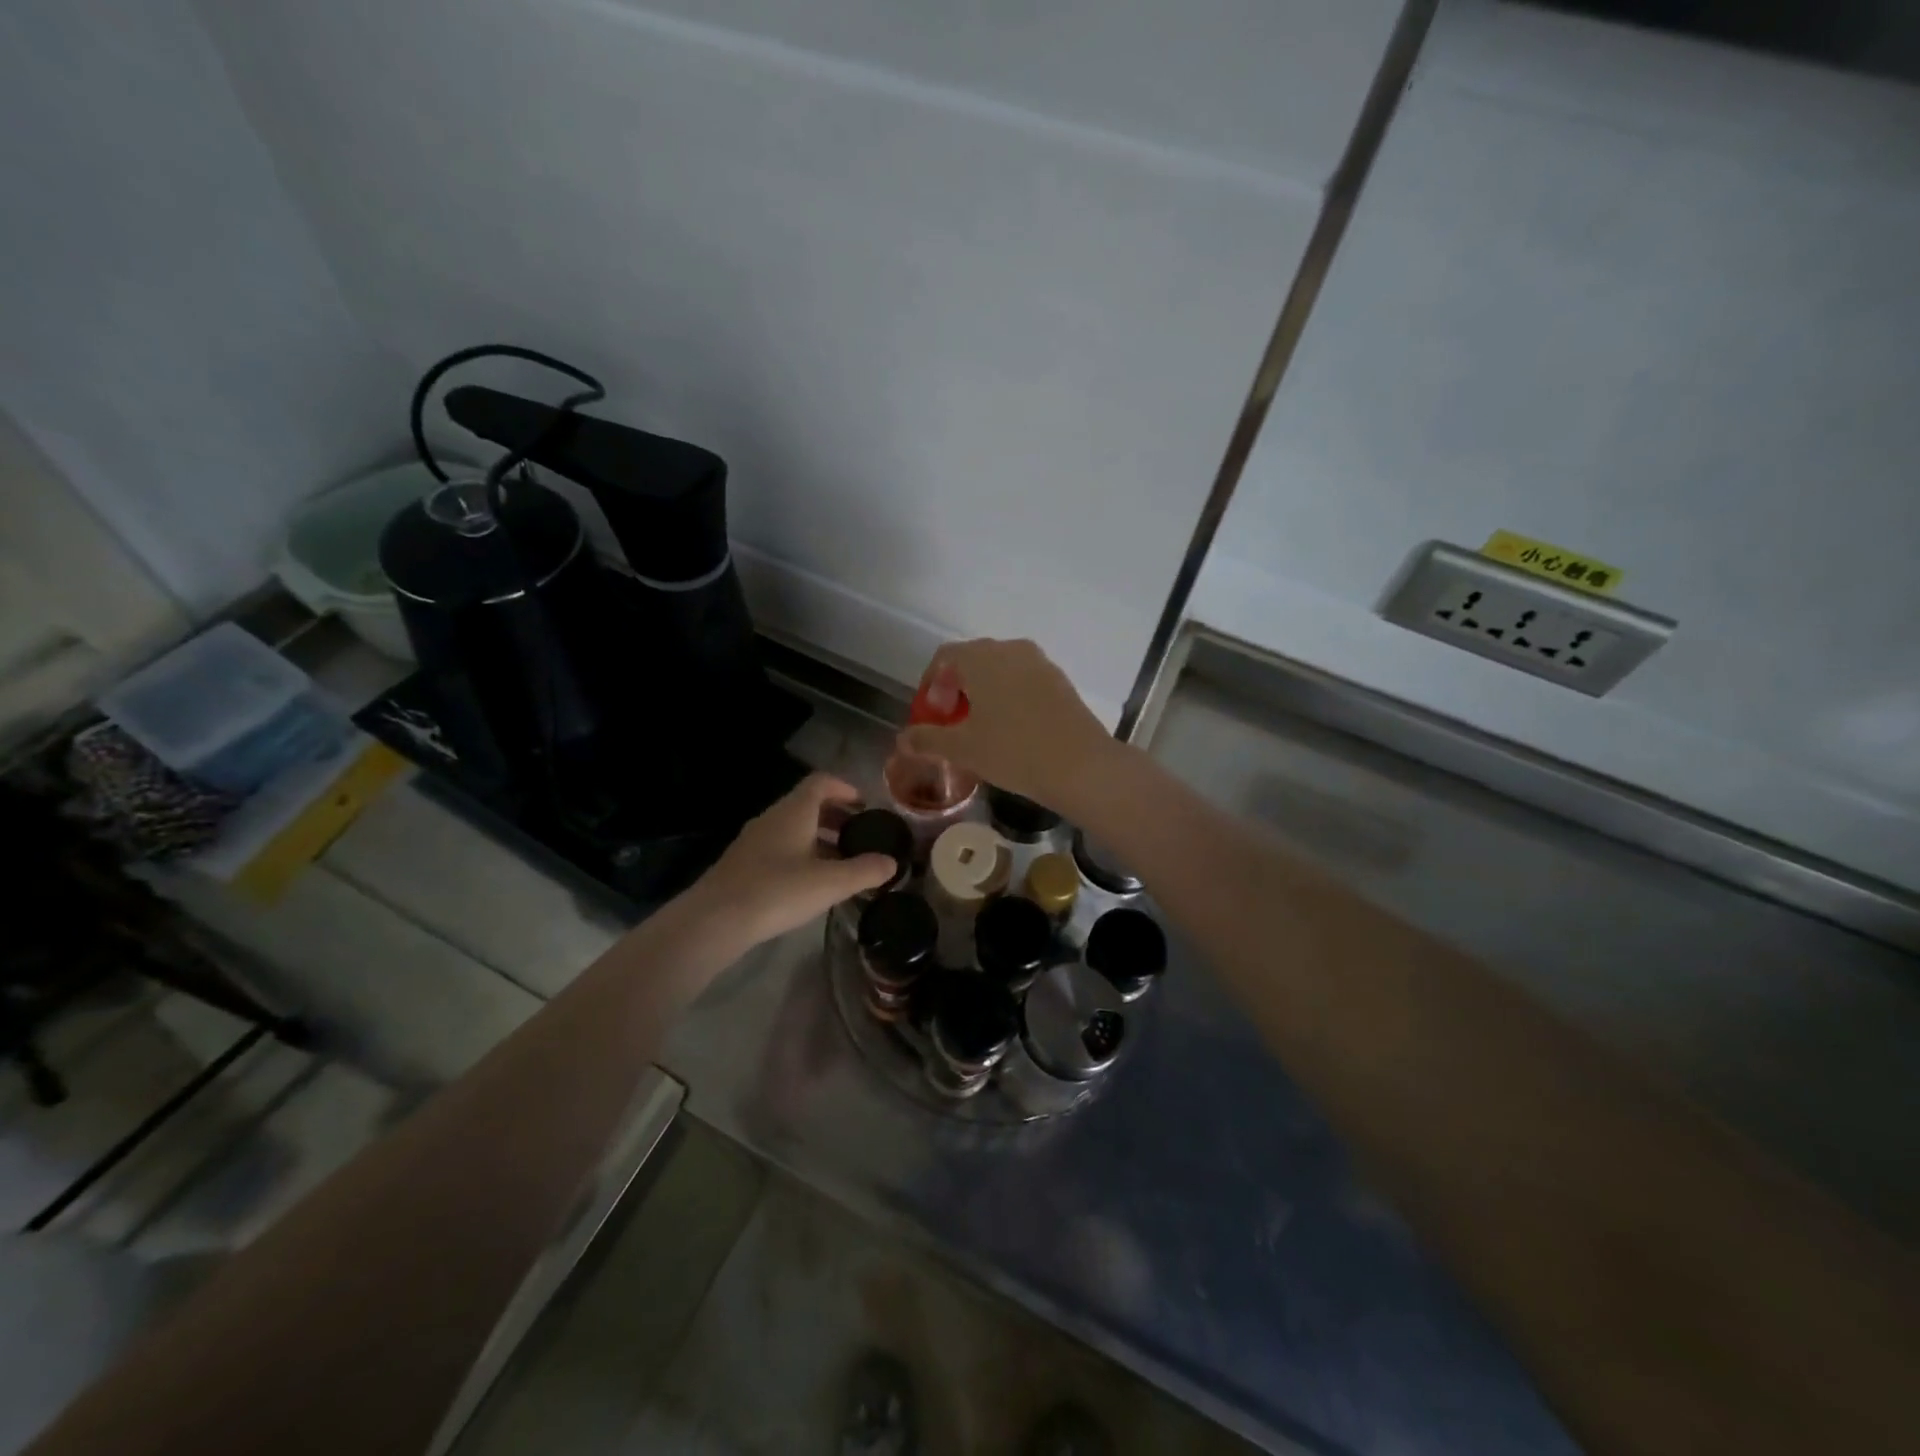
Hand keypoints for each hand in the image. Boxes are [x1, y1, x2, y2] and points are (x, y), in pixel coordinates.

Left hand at [681, 773, 895, 951]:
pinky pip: (778, 848)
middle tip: (858, 836)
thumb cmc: (777, 891)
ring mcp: (753, 841)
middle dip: (835, 816)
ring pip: (792, 828)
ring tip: (839, 862)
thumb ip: (865, 870)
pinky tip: (809, 883)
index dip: (845, 788)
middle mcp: (772, 818)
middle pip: (807, 805)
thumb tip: (892, 862)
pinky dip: (800, 854)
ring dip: (817, 837)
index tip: (864, 805)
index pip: (821, 782)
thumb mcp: (830, 882)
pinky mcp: (742, 864)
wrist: (715, 920)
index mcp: (794, 811)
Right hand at [898, 639, 1121, 816]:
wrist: (1080, 766)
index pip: (945, 657)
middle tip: (952, 722)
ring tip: (980, 728)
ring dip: (984, 693)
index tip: (932, 714)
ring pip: (1001, 670)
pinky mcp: (1061, 681)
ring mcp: (1040, 663)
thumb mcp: (963, 748)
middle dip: (956, 688)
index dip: (931, 684)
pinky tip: (1011, 729)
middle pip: (973, 660)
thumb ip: (928, 739)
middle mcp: (1011, 649)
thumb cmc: (1013, 751)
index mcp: (982, 657)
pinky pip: (1024, 681)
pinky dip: (1009, 697)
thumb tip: (903, 739)